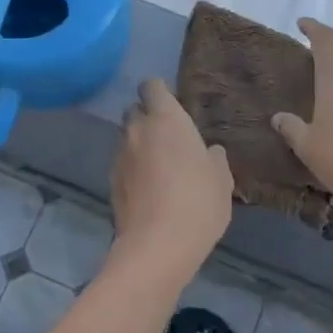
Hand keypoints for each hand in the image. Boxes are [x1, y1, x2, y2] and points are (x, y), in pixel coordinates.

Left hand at [108, 78, 232, 279]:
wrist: (157, 245)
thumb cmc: (198, 202)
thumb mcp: (221, 179)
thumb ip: (215, 158)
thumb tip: (210, 151)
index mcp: (166, 119)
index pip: (151, 86)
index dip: (159, 92)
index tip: (172, 105)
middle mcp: (137, 130)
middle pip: (134, 110)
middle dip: (147, 118)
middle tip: (167, 138)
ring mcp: (120, 156)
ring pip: (126, 138)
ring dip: (139, 144)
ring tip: (158, 166)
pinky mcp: (111, 182)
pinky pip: (122, 164)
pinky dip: (132, 169)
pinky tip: (148, 189)